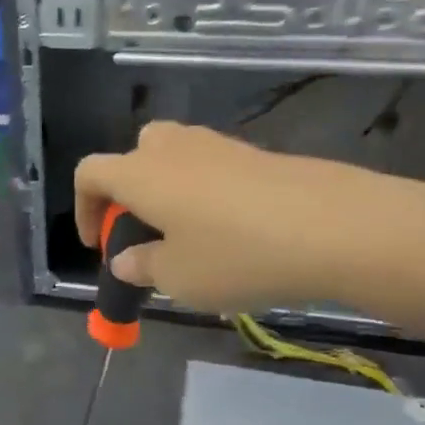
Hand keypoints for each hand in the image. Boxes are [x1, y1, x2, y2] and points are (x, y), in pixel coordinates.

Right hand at [73, 121, 424, 316]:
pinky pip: (213, 167)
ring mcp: (220, 146)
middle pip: (133, 153)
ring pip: (175, 157)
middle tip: (145, 232)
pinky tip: (233, 232)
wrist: (341, 227)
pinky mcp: (259, 154)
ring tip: (188, 237)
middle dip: (128, 190)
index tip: (98, 245)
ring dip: (168, 190)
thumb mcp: (179, 277)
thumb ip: (142, 267)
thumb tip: (125, 259)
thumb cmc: (240, 255)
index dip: (83, 208)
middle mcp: (174, 149)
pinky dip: (206, 192)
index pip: (90, 173)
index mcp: (141, 173)